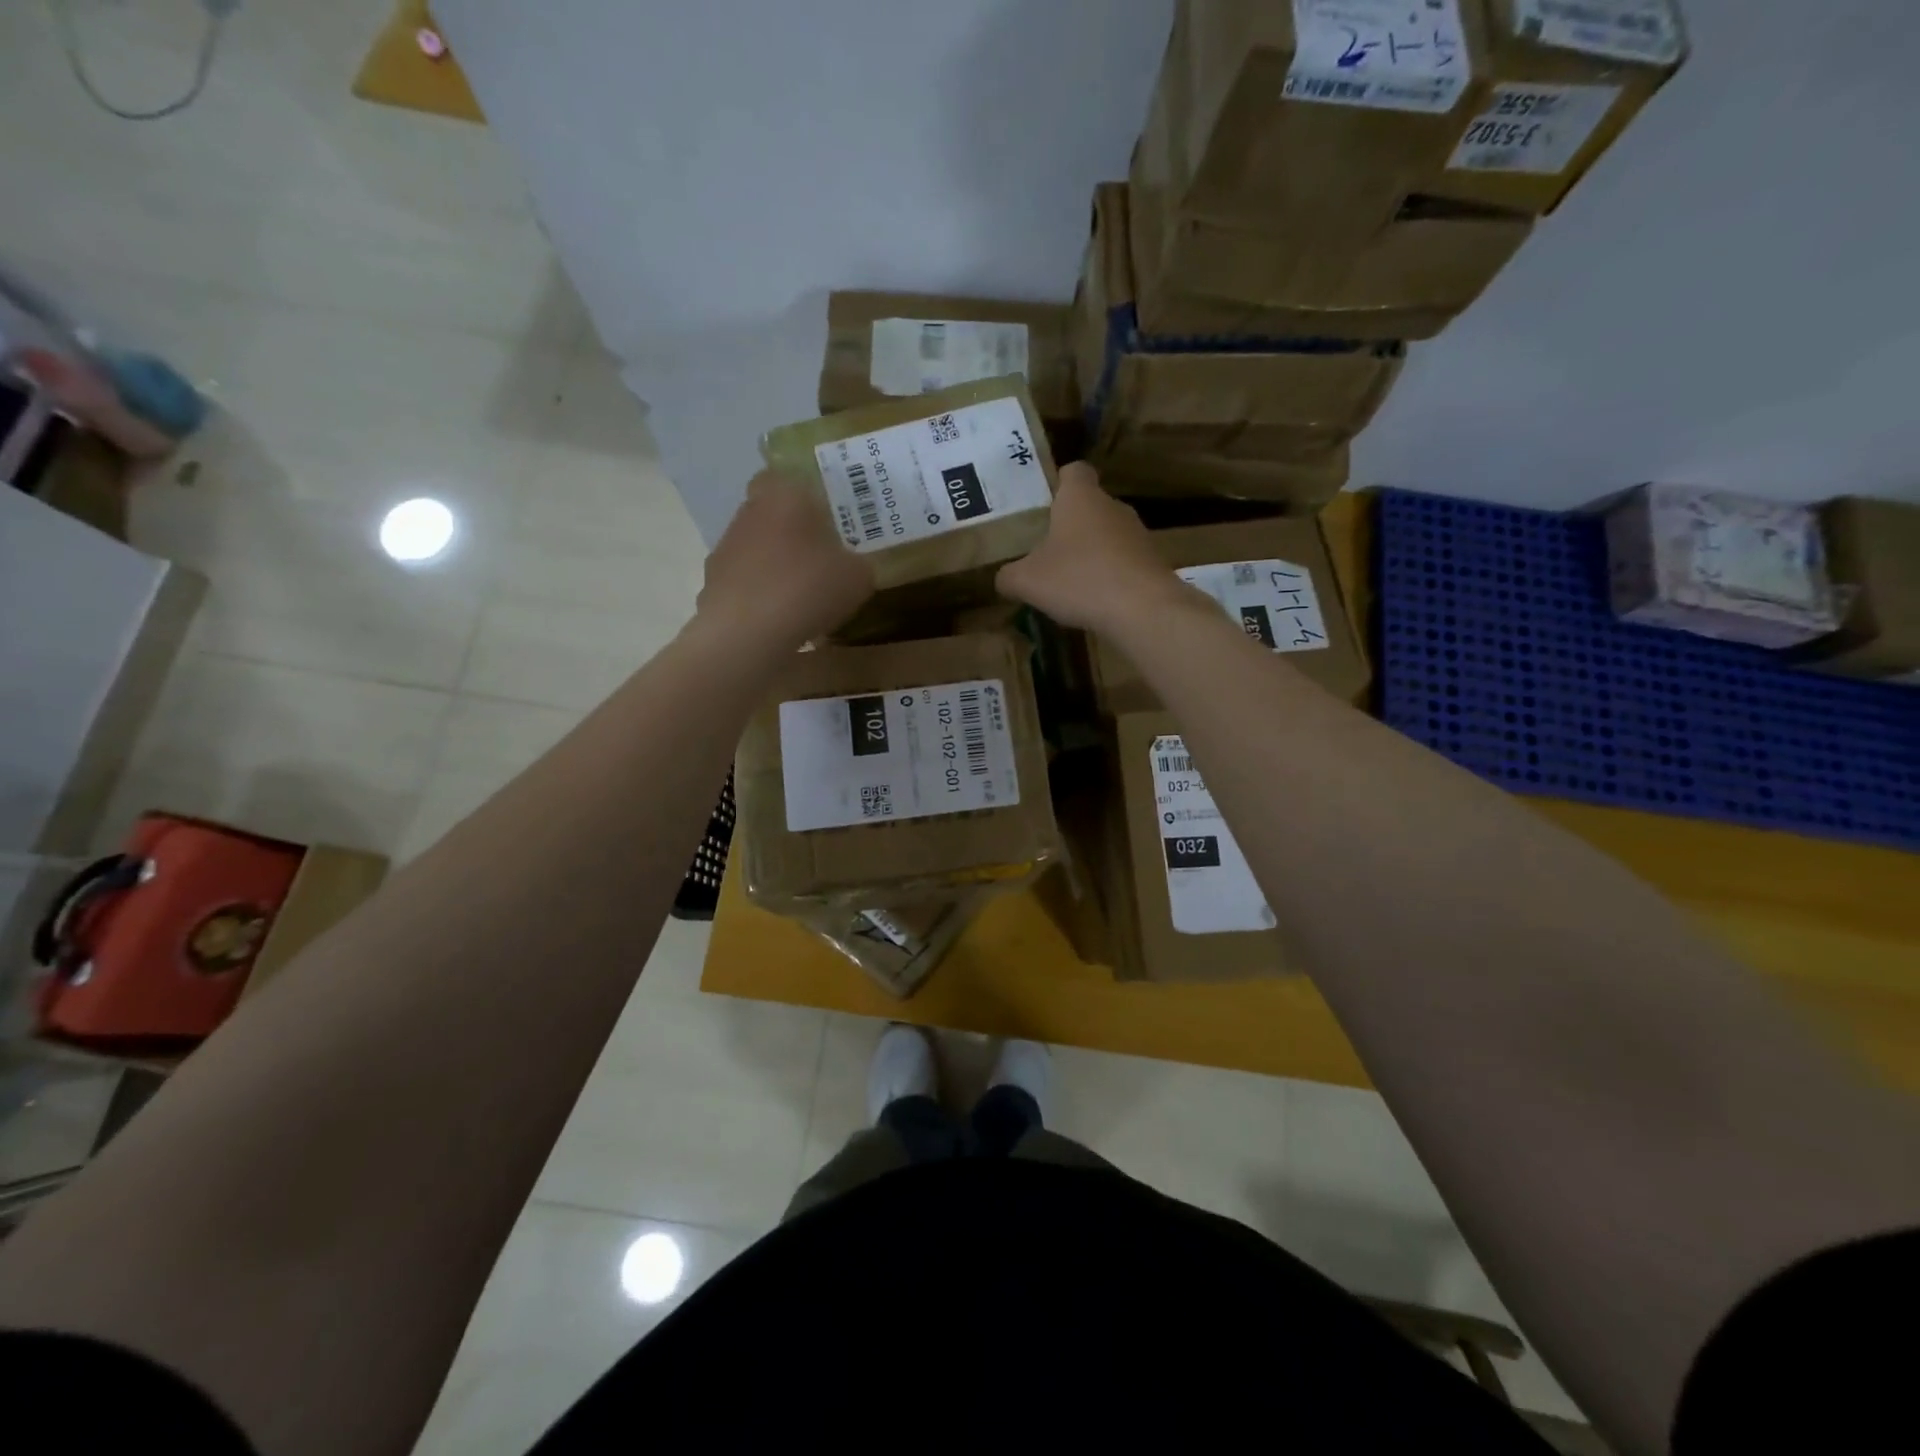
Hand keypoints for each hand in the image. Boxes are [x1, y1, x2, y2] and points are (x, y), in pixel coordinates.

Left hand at [698, 472, 874, 647]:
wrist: (747, 633)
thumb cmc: (807, 588)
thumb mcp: (858, 576)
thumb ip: (860, 563)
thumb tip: (854, 566)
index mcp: (784, 494)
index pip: (789, 476)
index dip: (809, 496)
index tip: (830, 518)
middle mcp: (749, 512)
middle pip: (774, 514)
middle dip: (795, 533)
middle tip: (824, 558)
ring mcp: (725, 548)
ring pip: (758, 549)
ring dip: (777, 565)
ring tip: (804, 597)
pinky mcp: (712, 583)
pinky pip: (746, 583)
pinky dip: (762, 596)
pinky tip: (781, 620)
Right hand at [996, 462, 1196, 633]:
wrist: (1142, 609)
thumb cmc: (1078, 580)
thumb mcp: (1027, 581)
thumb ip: (1008, 576)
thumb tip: (1003, 578)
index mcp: (1080, 498)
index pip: (1073, 471)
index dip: (1058, 482)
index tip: (1044, 503)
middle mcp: (1112, 506)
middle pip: (1090, 506)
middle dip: (1070, 525)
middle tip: (1046, 549)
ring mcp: (1138, 533)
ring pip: (1107, 534)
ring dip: (1091, 552)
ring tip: (1070, 580)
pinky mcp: (1153, 561)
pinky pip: (1124, 561)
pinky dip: (1110, 575)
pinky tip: (1095, 600)